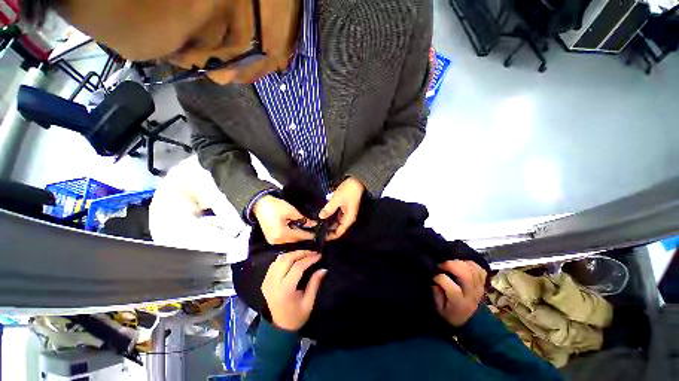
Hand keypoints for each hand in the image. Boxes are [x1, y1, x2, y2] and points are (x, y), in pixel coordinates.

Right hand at [253, 195, 314, 244]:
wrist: (259, 204)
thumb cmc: (275, 206)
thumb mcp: (291, 211)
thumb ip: (303, 219)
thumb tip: (313, 224)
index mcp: (282, 234)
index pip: (300, 236)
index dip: (310, 234)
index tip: (319, 233)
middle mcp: (277, 241)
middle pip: (296, 241)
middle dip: (305, 236)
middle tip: (315, 232)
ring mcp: (273, 241)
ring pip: (291, 241)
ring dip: (299, 237)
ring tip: (308, 232)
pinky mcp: (272, 239)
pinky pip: (285, 240)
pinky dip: (292, 236)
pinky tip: (299, 231)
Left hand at [262, 251, 327, 330]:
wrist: (279, 327)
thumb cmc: (296, 316)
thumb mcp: (309, 302)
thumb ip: (315, 283)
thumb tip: (323, 269)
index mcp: (285, 290)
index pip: (297, 267)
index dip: (309, 259)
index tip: (319, 256)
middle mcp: (273, 283)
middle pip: (287, 259)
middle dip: (301, 253)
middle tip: (312, 253)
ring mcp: (267, 281)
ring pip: (280, 259)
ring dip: (293, 254)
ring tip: (305, 254)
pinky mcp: (265, 280)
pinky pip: (275, 263)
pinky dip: (285, 258)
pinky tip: (294, 259)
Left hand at [319, 177, 364, 239]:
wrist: (357, 180)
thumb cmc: (349, 190)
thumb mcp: (338, 199)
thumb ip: (329, 209)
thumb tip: (321, 217)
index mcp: (348, 218)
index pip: (339, 232)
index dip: (330, 236)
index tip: (319, 237)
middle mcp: (347, 218)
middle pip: (336, 228)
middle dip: (327, 229)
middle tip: (315, 230)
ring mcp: (345, 212)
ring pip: (335, 221)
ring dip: (327, 222)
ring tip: (316, 223)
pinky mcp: (343, 207)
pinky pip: (336, 215)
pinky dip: (329, 216)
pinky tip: (322, 215)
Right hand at [433, 260, 486, 326]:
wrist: (469, 319)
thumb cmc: (450, 313)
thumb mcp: (439, 309)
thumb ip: (436, 294)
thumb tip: (435, 281)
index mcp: (459, 302)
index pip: (450, 286)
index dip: (439, 278)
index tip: (433, 277)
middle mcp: (471, 293)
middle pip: (465, 274)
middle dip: (450, 264)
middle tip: (441, 265)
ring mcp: (479, 287)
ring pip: (472, 268)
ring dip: (459, 262)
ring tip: (450, 264)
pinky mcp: (482, 282)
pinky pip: (478, 268)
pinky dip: (469, 263)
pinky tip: (461, 265)